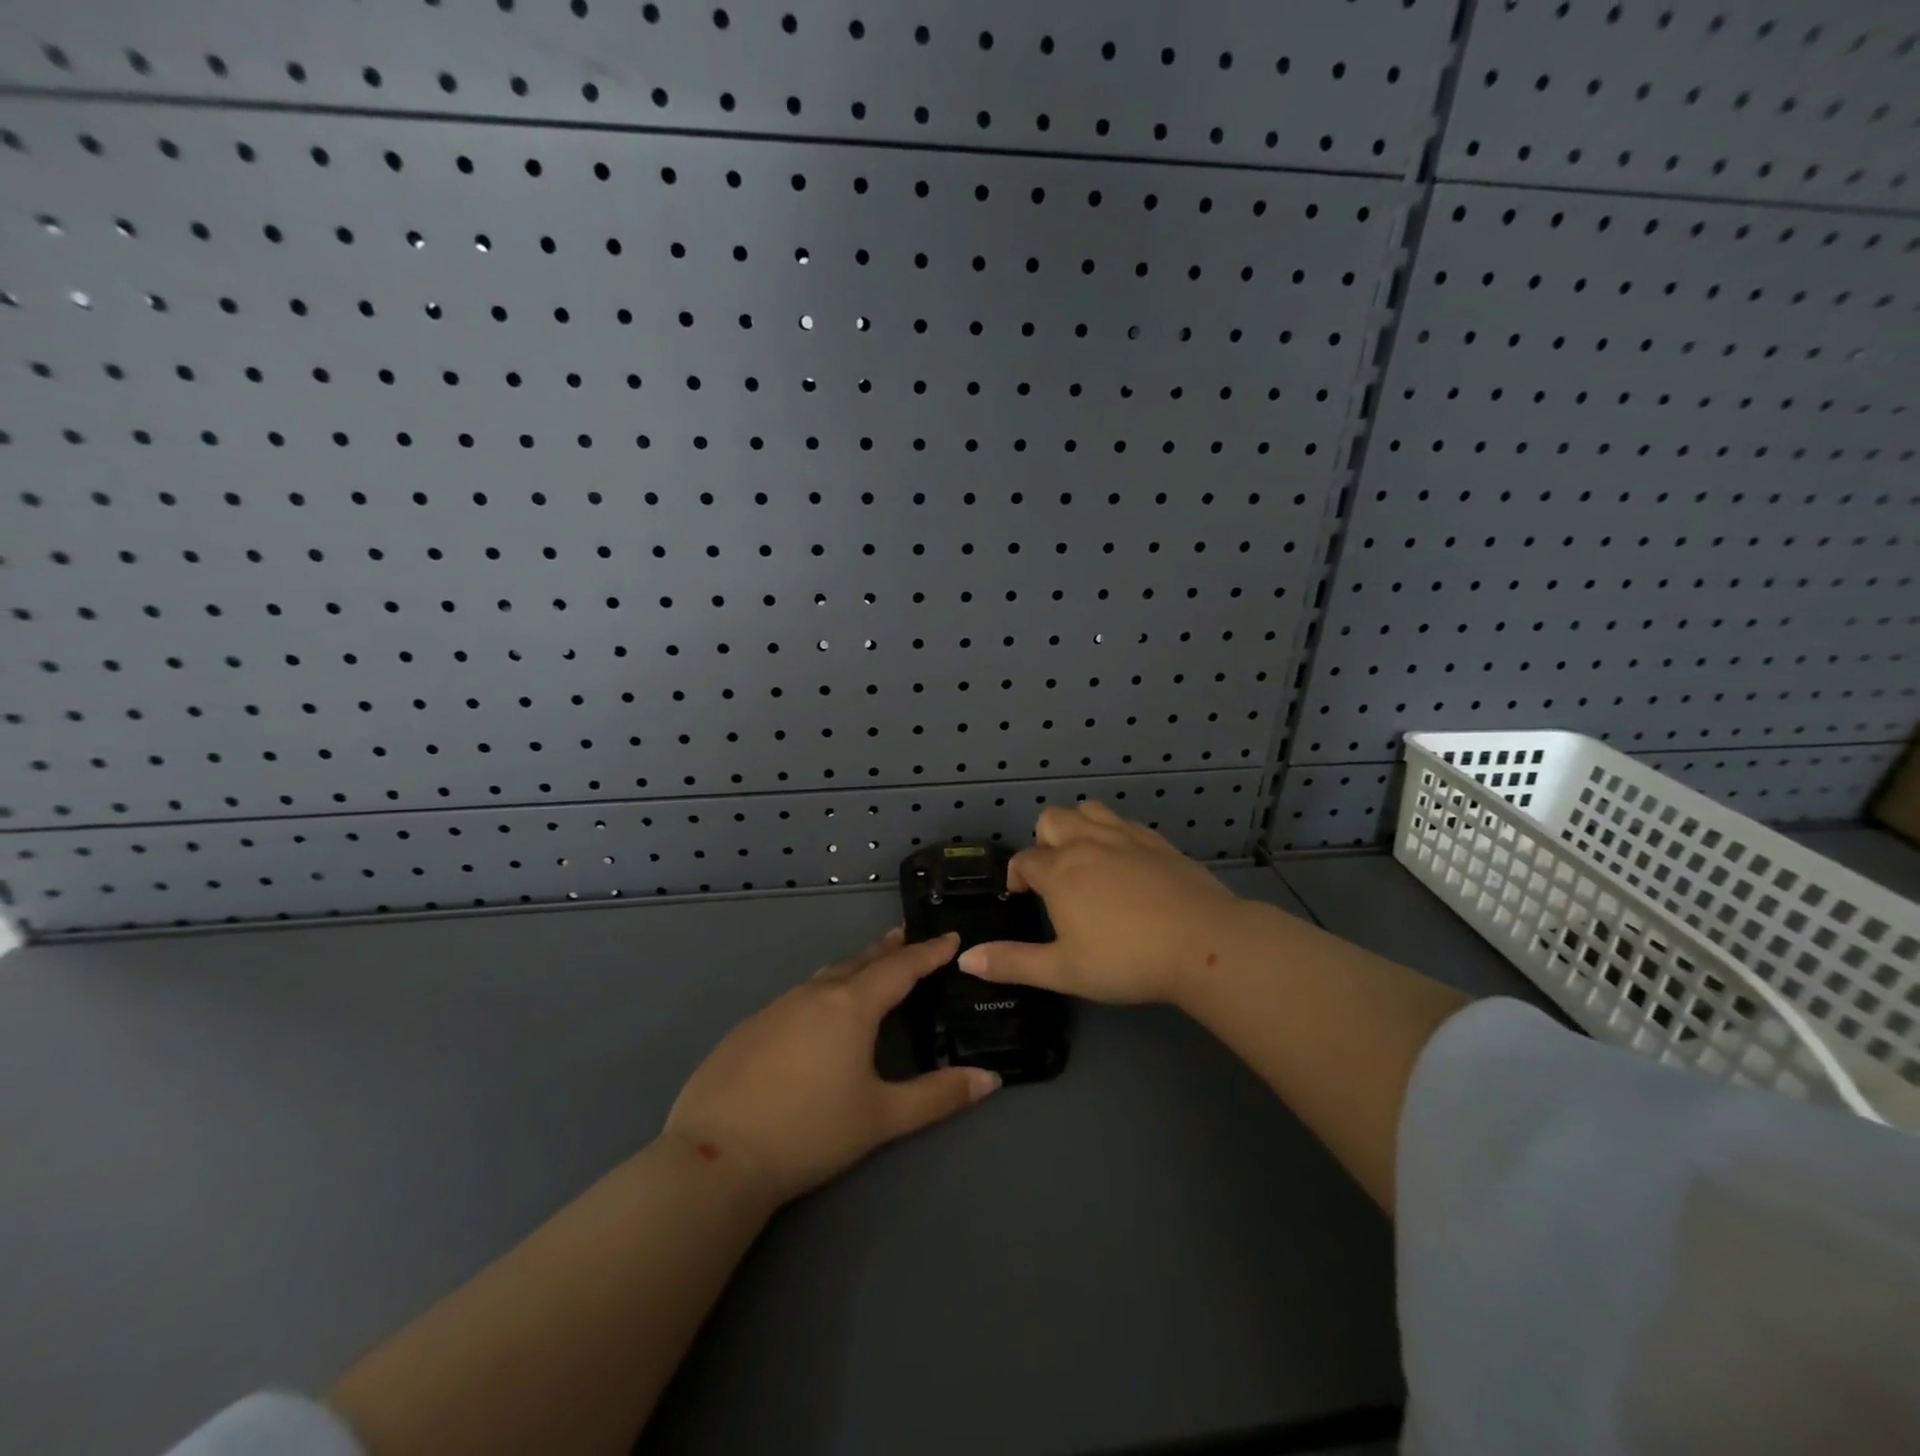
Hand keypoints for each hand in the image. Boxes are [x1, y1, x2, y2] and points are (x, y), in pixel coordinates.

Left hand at [663, 929, 998, 1208]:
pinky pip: (797, 997)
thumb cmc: (810, 1132)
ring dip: (853, 968)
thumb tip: (991, 1079)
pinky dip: (821, 992)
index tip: (950, 936)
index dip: (929, 952)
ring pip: (825, 977)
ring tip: (868, 968)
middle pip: (860, 962)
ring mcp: (777, 1007)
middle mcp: (815, 994)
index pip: (901, 968)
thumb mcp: (882, 1117)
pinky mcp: (749, 1027)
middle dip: (888, 950)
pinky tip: (816, 1013)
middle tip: (907, 937)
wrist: (715, 1154)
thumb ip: (938, 1096)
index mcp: (851, 1006)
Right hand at [958, 802, 1240, 1006]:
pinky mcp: (1158, 841)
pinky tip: (1126, 862)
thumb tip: (965, 958)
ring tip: (1087, 861)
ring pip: (1089, 810)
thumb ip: (1013, 963)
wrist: (1202, 943)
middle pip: (1052, 819)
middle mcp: (1087, 843)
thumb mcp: (1063, 970)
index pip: (1024, 860)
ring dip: (1078, 827)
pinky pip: (1125, 822)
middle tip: (1056, 879)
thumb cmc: (1125, 960)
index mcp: (1059, 871)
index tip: (1022, 898)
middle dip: (1044, 842)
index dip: (1017, 877)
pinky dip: (1114, 833)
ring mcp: (1125, 837)